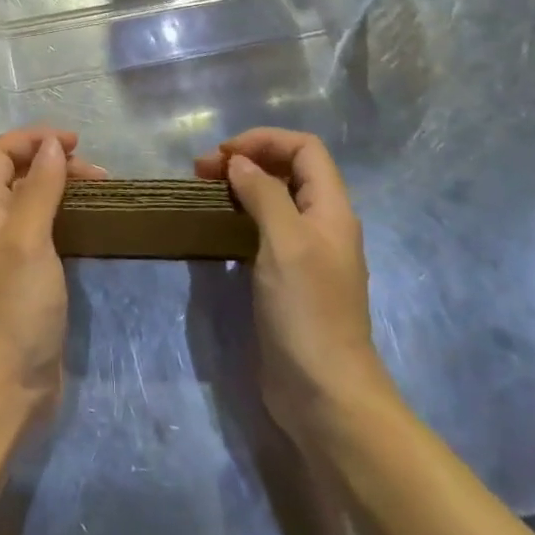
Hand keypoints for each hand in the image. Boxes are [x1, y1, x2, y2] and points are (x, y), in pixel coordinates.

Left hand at [0, 127, 104, 426]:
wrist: (6, 386)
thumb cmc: (14, 307)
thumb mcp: (27, 240)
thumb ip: (39, 189)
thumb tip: (52, 145)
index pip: (0, 151)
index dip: (34, 138)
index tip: (76, 143)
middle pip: (20, 171)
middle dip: (56, 161)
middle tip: (99, 175)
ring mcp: (11, 250)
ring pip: (36, 199)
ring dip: (65, 187)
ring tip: (103, 193)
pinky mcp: (29, 275)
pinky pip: (48, 228)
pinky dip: (69, 215)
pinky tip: (92, 224)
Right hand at [197, 128, 381, 439]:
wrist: (325, 394)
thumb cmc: (307, 310)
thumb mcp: (285, 241)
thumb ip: (264, 193)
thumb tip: (239, 163)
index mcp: (331, 209)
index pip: (305, 148)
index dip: (265, 140)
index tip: (224, 155)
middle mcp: (322, 224)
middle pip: (289, 169)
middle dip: (248, 159)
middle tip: (202, 171)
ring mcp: (306, 253)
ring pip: (275, 199)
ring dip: (241, 186)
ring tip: (205, 191)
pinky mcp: (288, 279)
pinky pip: (265, 230)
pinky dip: (241, 216)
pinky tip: (218, 227)